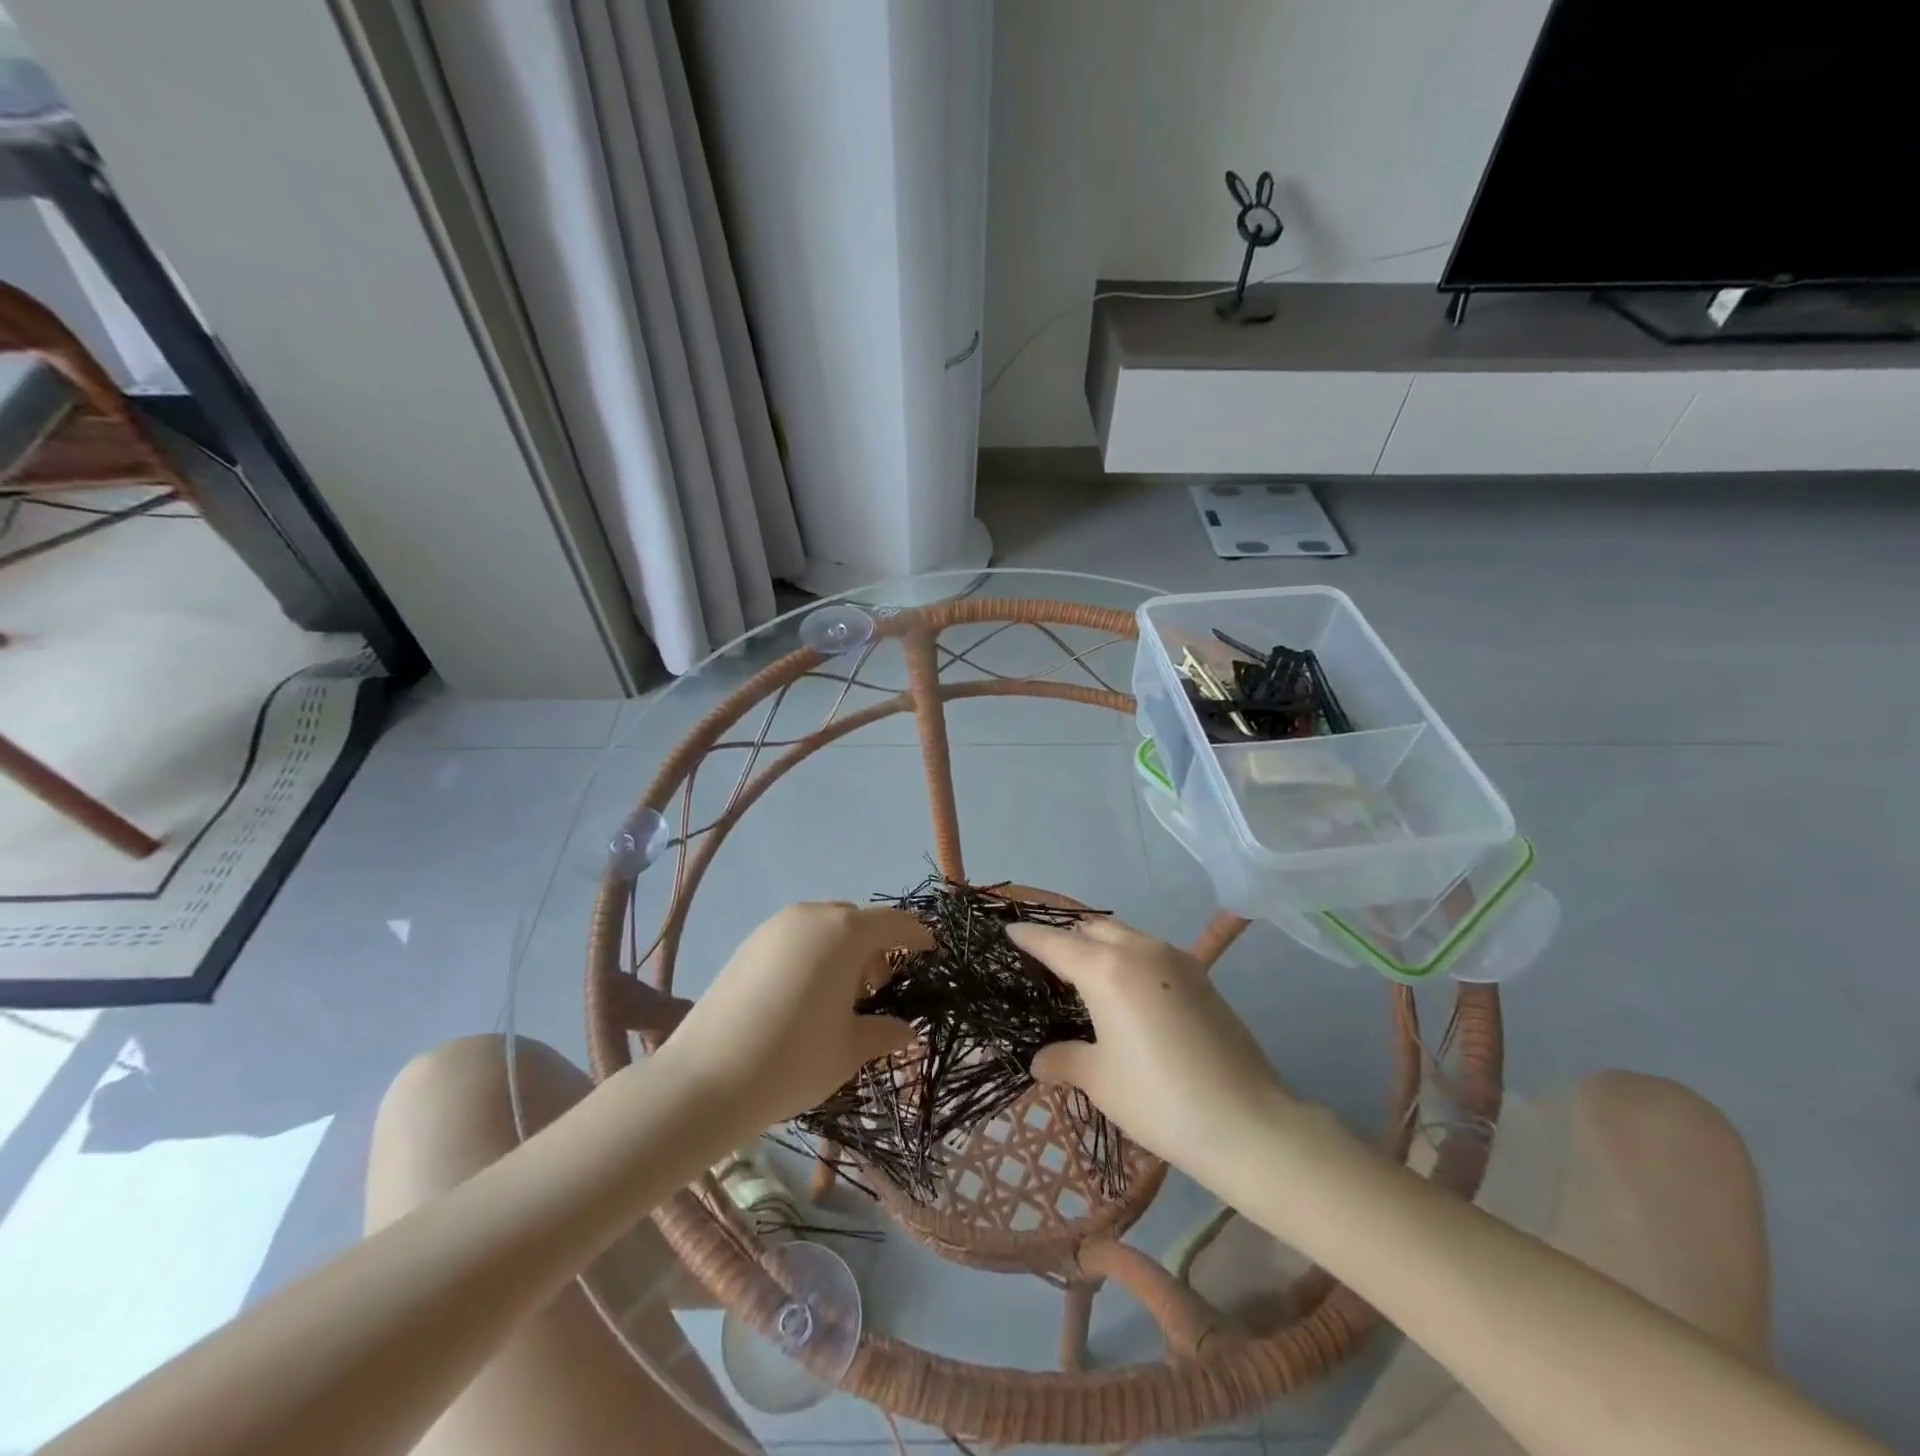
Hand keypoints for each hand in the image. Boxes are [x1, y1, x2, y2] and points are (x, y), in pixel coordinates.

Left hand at [661, 902, 929, 1131]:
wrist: (704, 1080)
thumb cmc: (793, 1060)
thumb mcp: (849, 1049)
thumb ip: (884, 1032)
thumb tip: (908, 1030)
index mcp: (845, 933)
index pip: (895, 923)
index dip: (918, 935)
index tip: (933, 950)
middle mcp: (812, 916)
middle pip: (858, 922)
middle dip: (877, 948)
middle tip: (881, 989)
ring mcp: (776, 927)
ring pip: (825, 927)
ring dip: (844, 951)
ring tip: (841, 997)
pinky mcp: (749, 943)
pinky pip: (797, 937)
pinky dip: (814, 954)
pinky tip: (806, 995)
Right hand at [1008, 917, 1296, 1182]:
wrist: (1247, 1122)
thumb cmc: (1159, 1099)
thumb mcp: (1100, 1081)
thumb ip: (1065, 1060)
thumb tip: (1040, 1061)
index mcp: (1105, 969)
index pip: (1055, 943)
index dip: (1028, 937)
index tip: (1009, 932)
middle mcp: (1139, 950)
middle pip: (1092, 929)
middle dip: (1067, 939)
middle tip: (1048, 964)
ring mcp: (1176, 959)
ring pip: (1125, 936)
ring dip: (1101, 946)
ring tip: (1086, 978)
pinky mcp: (1201, 976)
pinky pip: (1151, 953)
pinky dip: (1130, 959)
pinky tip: (1128, 993)